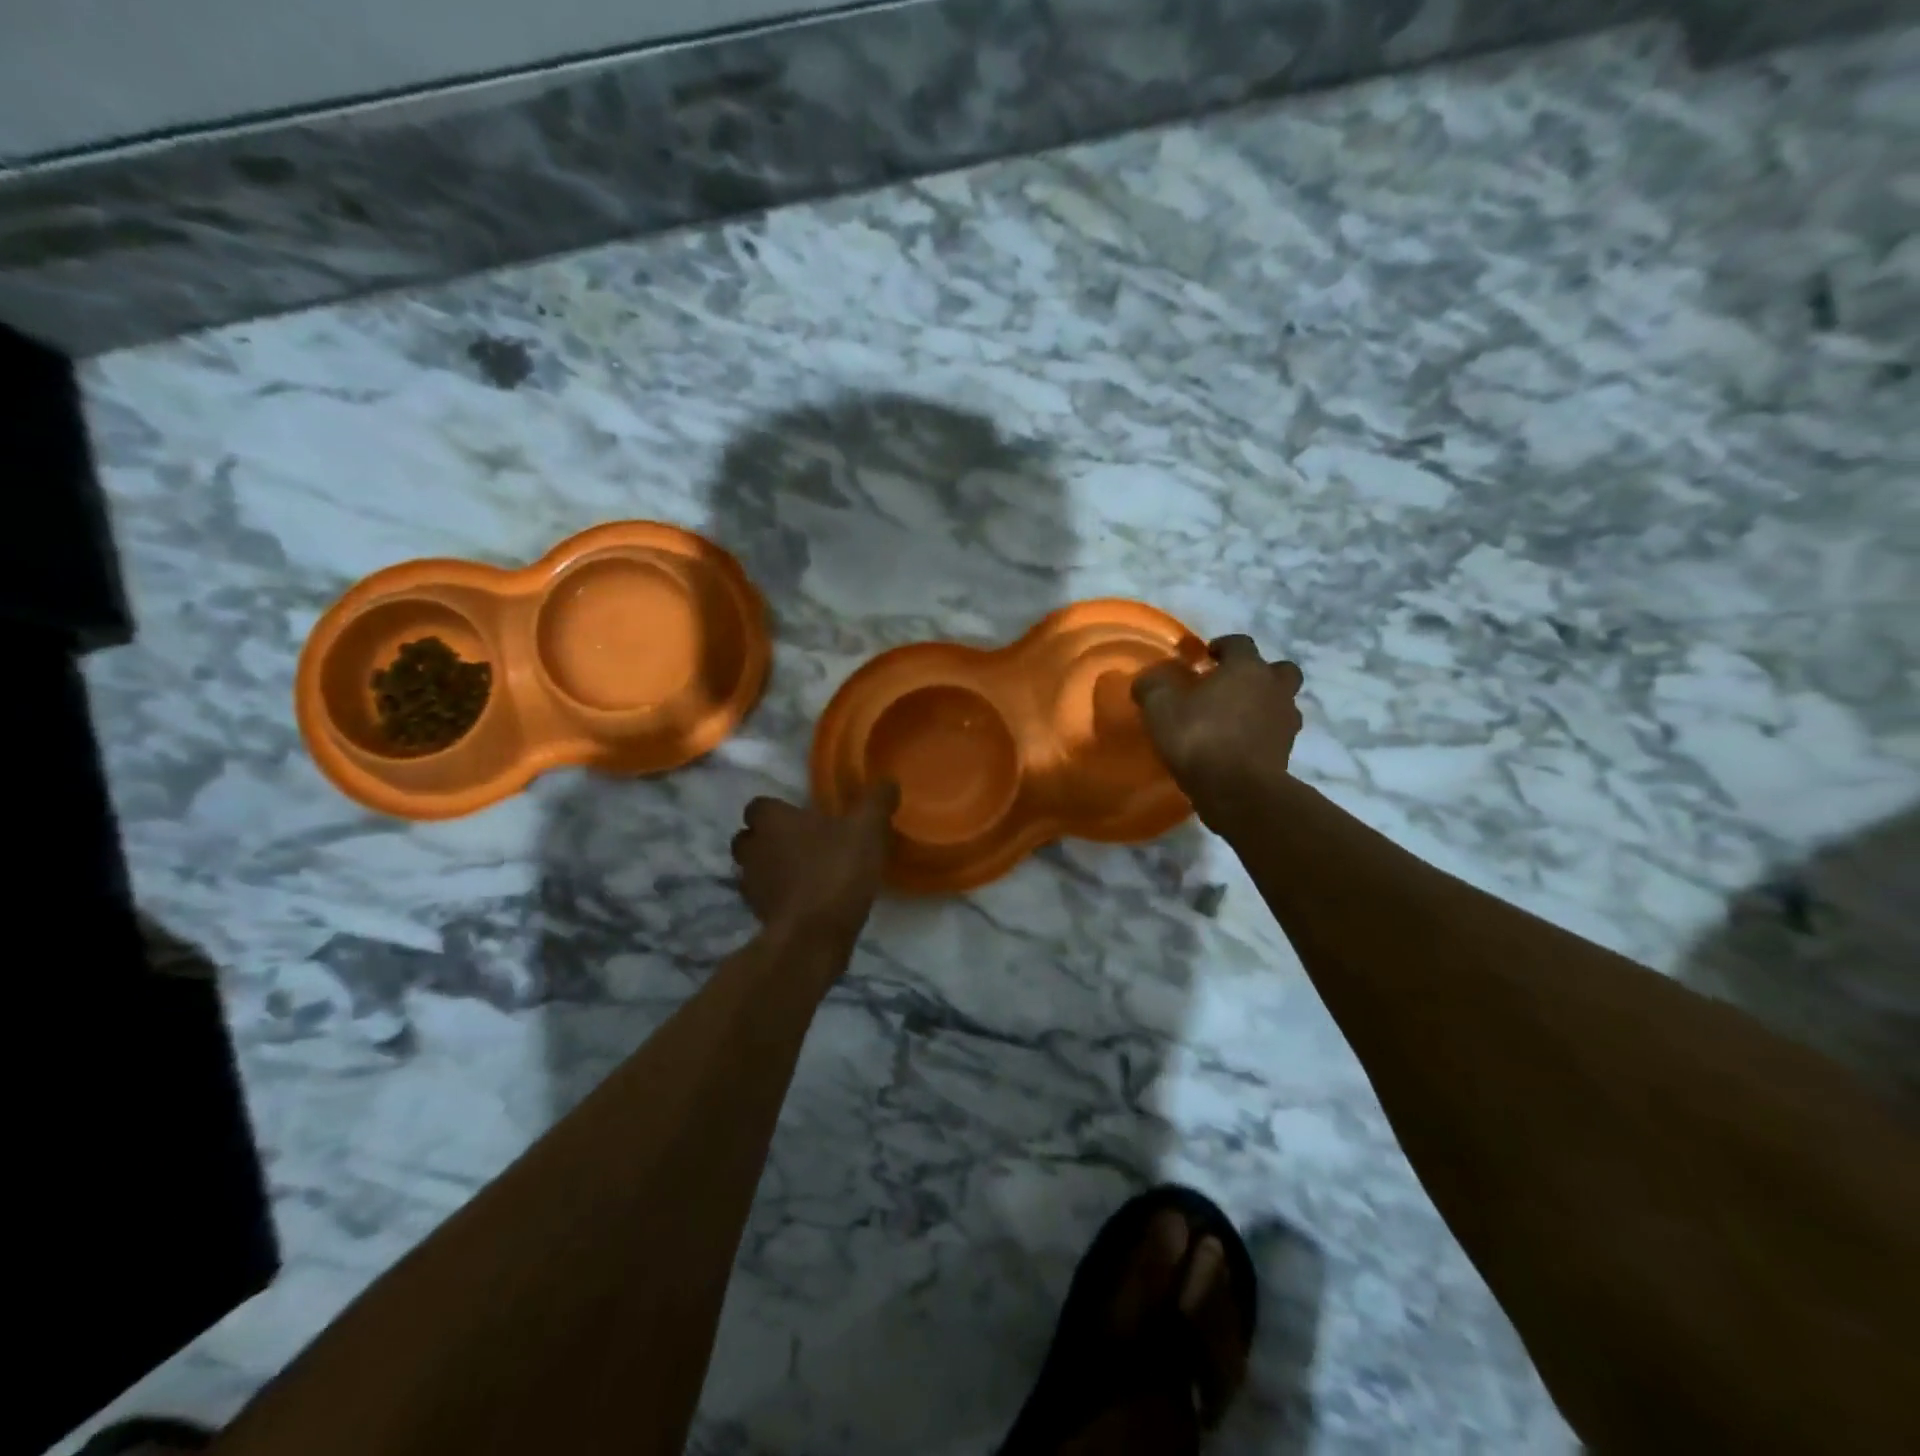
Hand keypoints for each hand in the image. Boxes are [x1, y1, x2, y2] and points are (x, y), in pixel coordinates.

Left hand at [730, 783, 899, 944]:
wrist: (813, 935)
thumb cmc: (836, 870)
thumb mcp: (867, 829)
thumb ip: (876, 801)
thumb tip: (888, 781)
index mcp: (773, 820)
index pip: (759, 805)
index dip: (778, 809)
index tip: (802, 816)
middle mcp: (753, 847)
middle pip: (750, 837)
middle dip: (769, 839)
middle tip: (803, 843)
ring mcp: (750, 884)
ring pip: (753, 868)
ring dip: (772, 868)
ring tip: (804, 873)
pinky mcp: (757, 915)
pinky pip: (764, 898)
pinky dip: (778, 897)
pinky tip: (805, 900)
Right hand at [1132, 635, 1303, 824]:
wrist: (1237, 791)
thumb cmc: (1199, 737)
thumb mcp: (1160, 706)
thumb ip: (1153, 684)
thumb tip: (1151, 677)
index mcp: (1247, 668)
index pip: (1239, 643)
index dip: (1221, 646)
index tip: (1204, 658)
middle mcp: (1274, 688)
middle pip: (1278, 669)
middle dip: (1258, 673)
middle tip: (1231, 686)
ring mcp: (1285, 722)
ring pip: (1282, 702)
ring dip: (1264, 704)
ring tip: (1235, 719)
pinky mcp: (1287, 752)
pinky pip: (1276, 733)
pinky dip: (1262, 734)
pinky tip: (1238, 745)